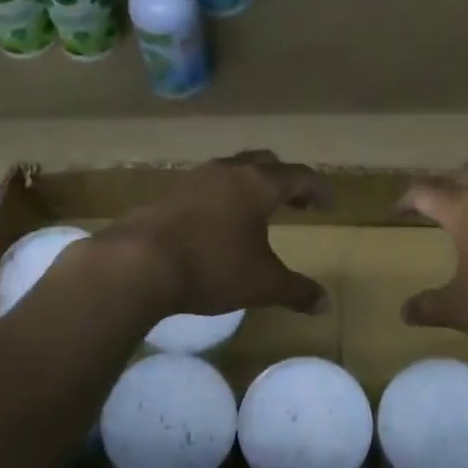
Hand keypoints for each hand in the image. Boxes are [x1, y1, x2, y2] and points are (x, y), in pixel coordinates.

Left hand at [100, 152, 332, 316]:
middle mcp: (228, 171)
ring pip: (231, 170)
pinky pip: (204, 186)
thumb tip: (325, 304)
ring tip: (255, 212)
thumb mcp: (262, 284)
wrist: (138, 263)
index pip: (299, 176)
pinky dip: (220, 197)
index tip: (329, 203)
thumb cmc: (212, 267)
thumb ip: (296, 291)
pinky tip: (216, 223)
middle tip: (296, 202)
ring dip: (249, 185)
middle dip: (284, 180)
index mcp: (258, 184)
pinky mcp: (167, 193)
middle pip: (265, 162)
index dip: (318, 188)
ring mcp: (194, 178)